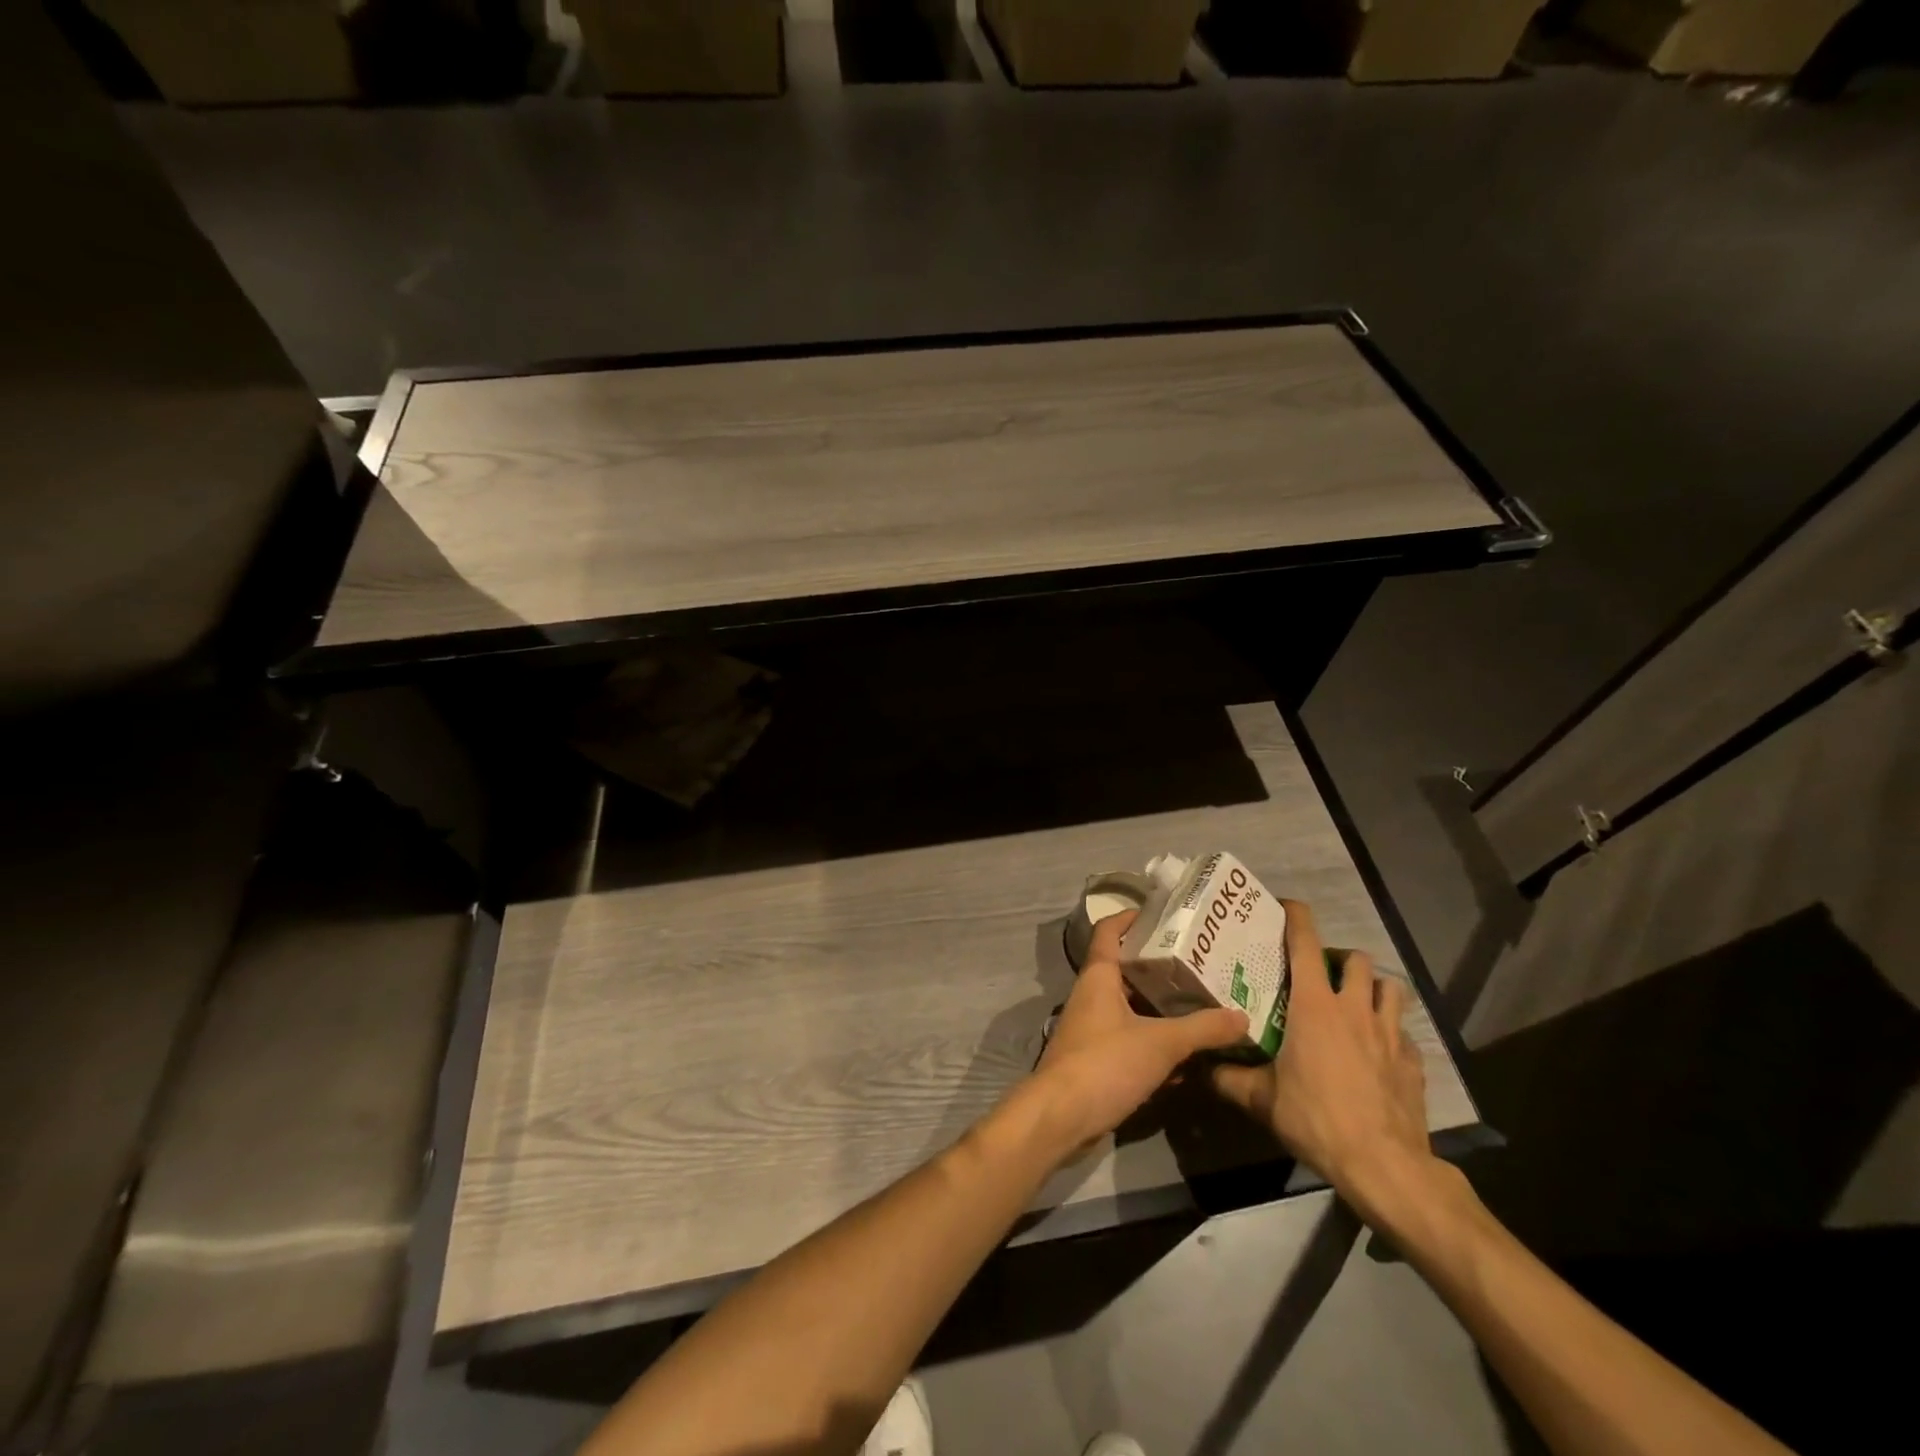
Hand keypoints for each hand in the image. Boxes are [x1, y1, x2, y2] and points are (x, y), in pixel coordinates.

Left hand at [1028, 911, 1247, 1159]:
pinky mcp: (1097, 1060)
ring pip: (1131, 1007)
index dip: (1129, 917)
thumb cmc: (1105, 1063)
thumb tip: (1242, 1017)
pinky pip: (1130, 1040)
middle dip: (1159, 966)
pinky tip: (1186, 1054)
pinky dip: (1155, 1042)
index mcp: (1098, 977)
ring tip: (1201, 1002)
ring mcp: (1092, 1029)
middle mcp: (1092, 996)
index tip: (1160, 912)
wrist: (1061, 1118)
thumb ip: (1202, 1029)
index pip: (1108, 931)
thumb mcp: (1160, 1043)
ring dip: (1160, 1007)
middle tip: (1199, 962)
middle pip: (1126, 970)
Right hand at [1211, 900, 1435, 1222]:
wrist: (1384, 1165)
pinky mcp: (1414, 1062)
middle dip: (1341, 960)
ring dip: (1373, 989)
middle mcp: (1355, 1008)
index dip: (1297, 917)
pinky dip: (1393, 1034)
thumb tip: (1200, 1066)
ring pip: (1390, 988)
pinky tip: (1379, 1054)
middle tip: (1322, 978)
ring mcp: (1391, 1034)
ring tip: (1356, 1007)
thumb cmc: (1316, 1118)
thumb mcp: (1261, 1099)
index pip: (1306, 943)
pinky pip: (1406, 1034)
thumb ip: (1228, 1077)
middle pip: (1357, 959)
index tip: (1286, 907)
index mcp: (1315, 1005)